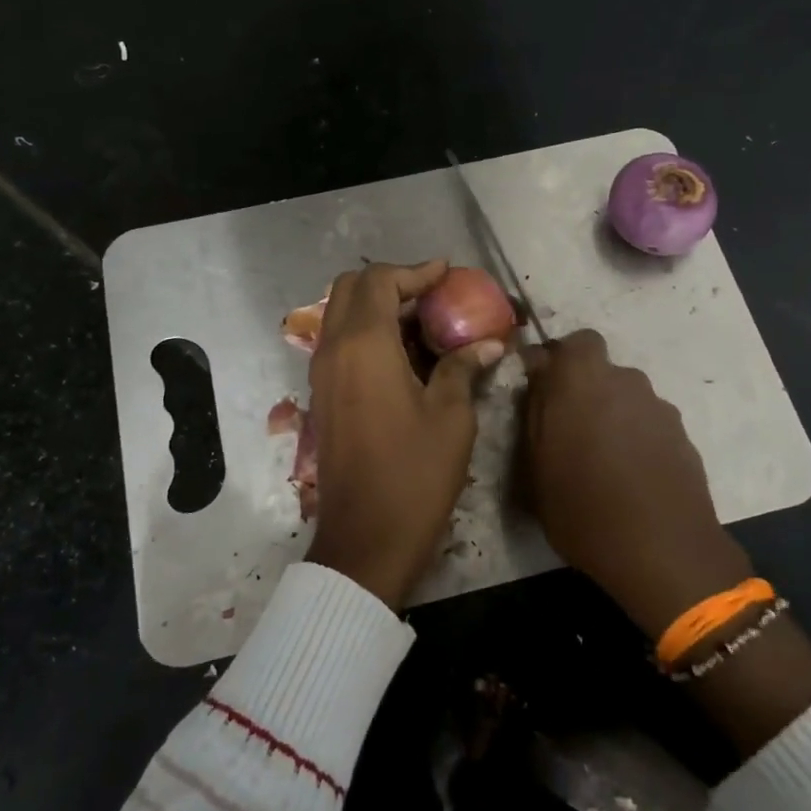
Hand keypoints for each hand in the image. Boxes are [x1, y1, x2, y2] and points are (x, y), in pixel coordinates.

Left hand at [305, 261, 505, 608]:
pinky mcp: (323, 398)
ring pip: (341, 316)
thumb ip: (462, 368)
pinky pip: (340, 345)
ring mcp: (322, 375)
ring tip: (423, 322)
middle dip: (390, 282)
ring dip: (377, 307)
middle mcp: (333, 350)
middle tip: (431, 295)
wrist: (366, 539)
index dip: (415, 271)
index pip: (380, 281)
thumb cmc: (414, 474)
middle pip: (350, 289)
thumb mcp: (450, 417)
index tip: (447, 273)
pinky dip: (367, 334)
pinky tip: (405, 356)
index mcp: (363, 345)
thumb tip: (488, 344)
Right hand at [522, 330, 752, 637]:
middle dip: (584, 391)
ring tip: (602, 461)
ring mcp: (659, 408)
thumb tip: (535, 378)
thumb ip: (533, 412)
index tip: (544, 390)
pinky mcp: (683, 436)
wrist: (664, 552)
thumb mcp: (535, 466)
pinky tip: (630, 477)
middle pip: (601, 371)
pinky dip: (637, 439)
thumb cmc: (583, 508)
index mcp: (582, 380)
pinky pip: (649, 425)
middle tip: (569, 430)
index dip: (558, 361)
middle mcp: (625, 381)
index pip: (573, 342)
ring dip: (612, 416)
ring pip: (626, 398)